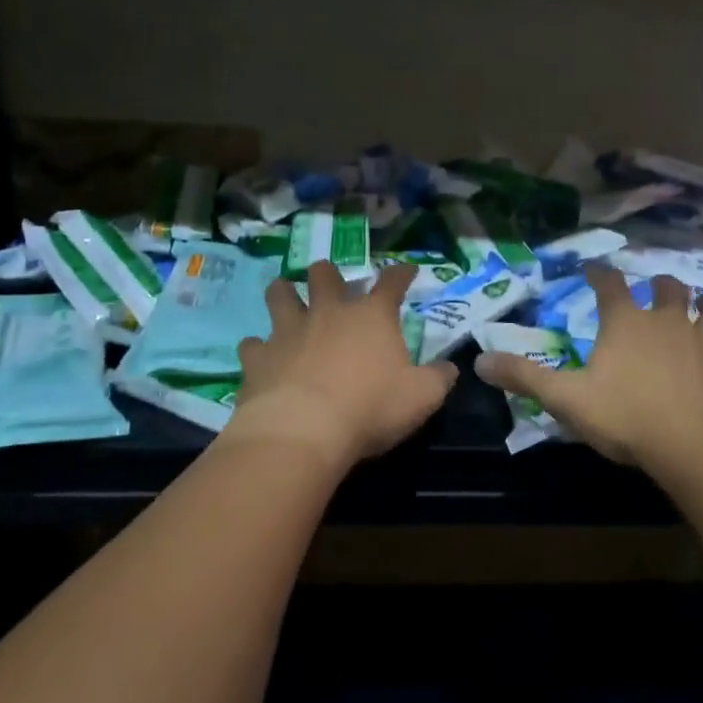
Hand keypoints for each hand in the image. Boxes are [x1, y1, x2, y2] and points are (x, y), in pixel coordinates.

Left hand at [222, 261, 457, 471]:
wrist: (302, 432)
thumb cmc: (370, 408)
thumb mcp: (422, 397)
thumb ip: (439, 378)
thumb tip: (450, 367)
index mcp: (371, 317)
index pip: (391, 282)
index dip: (401, 273)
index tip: (407, 270)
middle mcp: (328, 313)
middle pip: (324, 274)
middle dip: (328, 273)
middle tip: (329, 280)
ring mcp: (288, 331)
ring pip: (280, 295)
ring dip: (284, 293)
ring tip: (286, 297)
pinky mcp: (257, 357)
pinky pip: (252, 344)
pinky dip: (258, 348)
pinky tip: (261, 357)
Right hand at [474, 266, 702, 469]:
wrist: (694, 446)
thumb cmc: (626, 417)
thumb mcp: (566, 399)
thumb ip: (524, 377)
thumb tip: (479, 361)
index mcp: (626, 323)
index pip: (610, 285)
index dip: (600, 274)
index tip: (594, 268)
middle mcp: (669, 320)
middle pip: (669, 287)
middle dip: (661, 285)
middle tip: (656, 291)